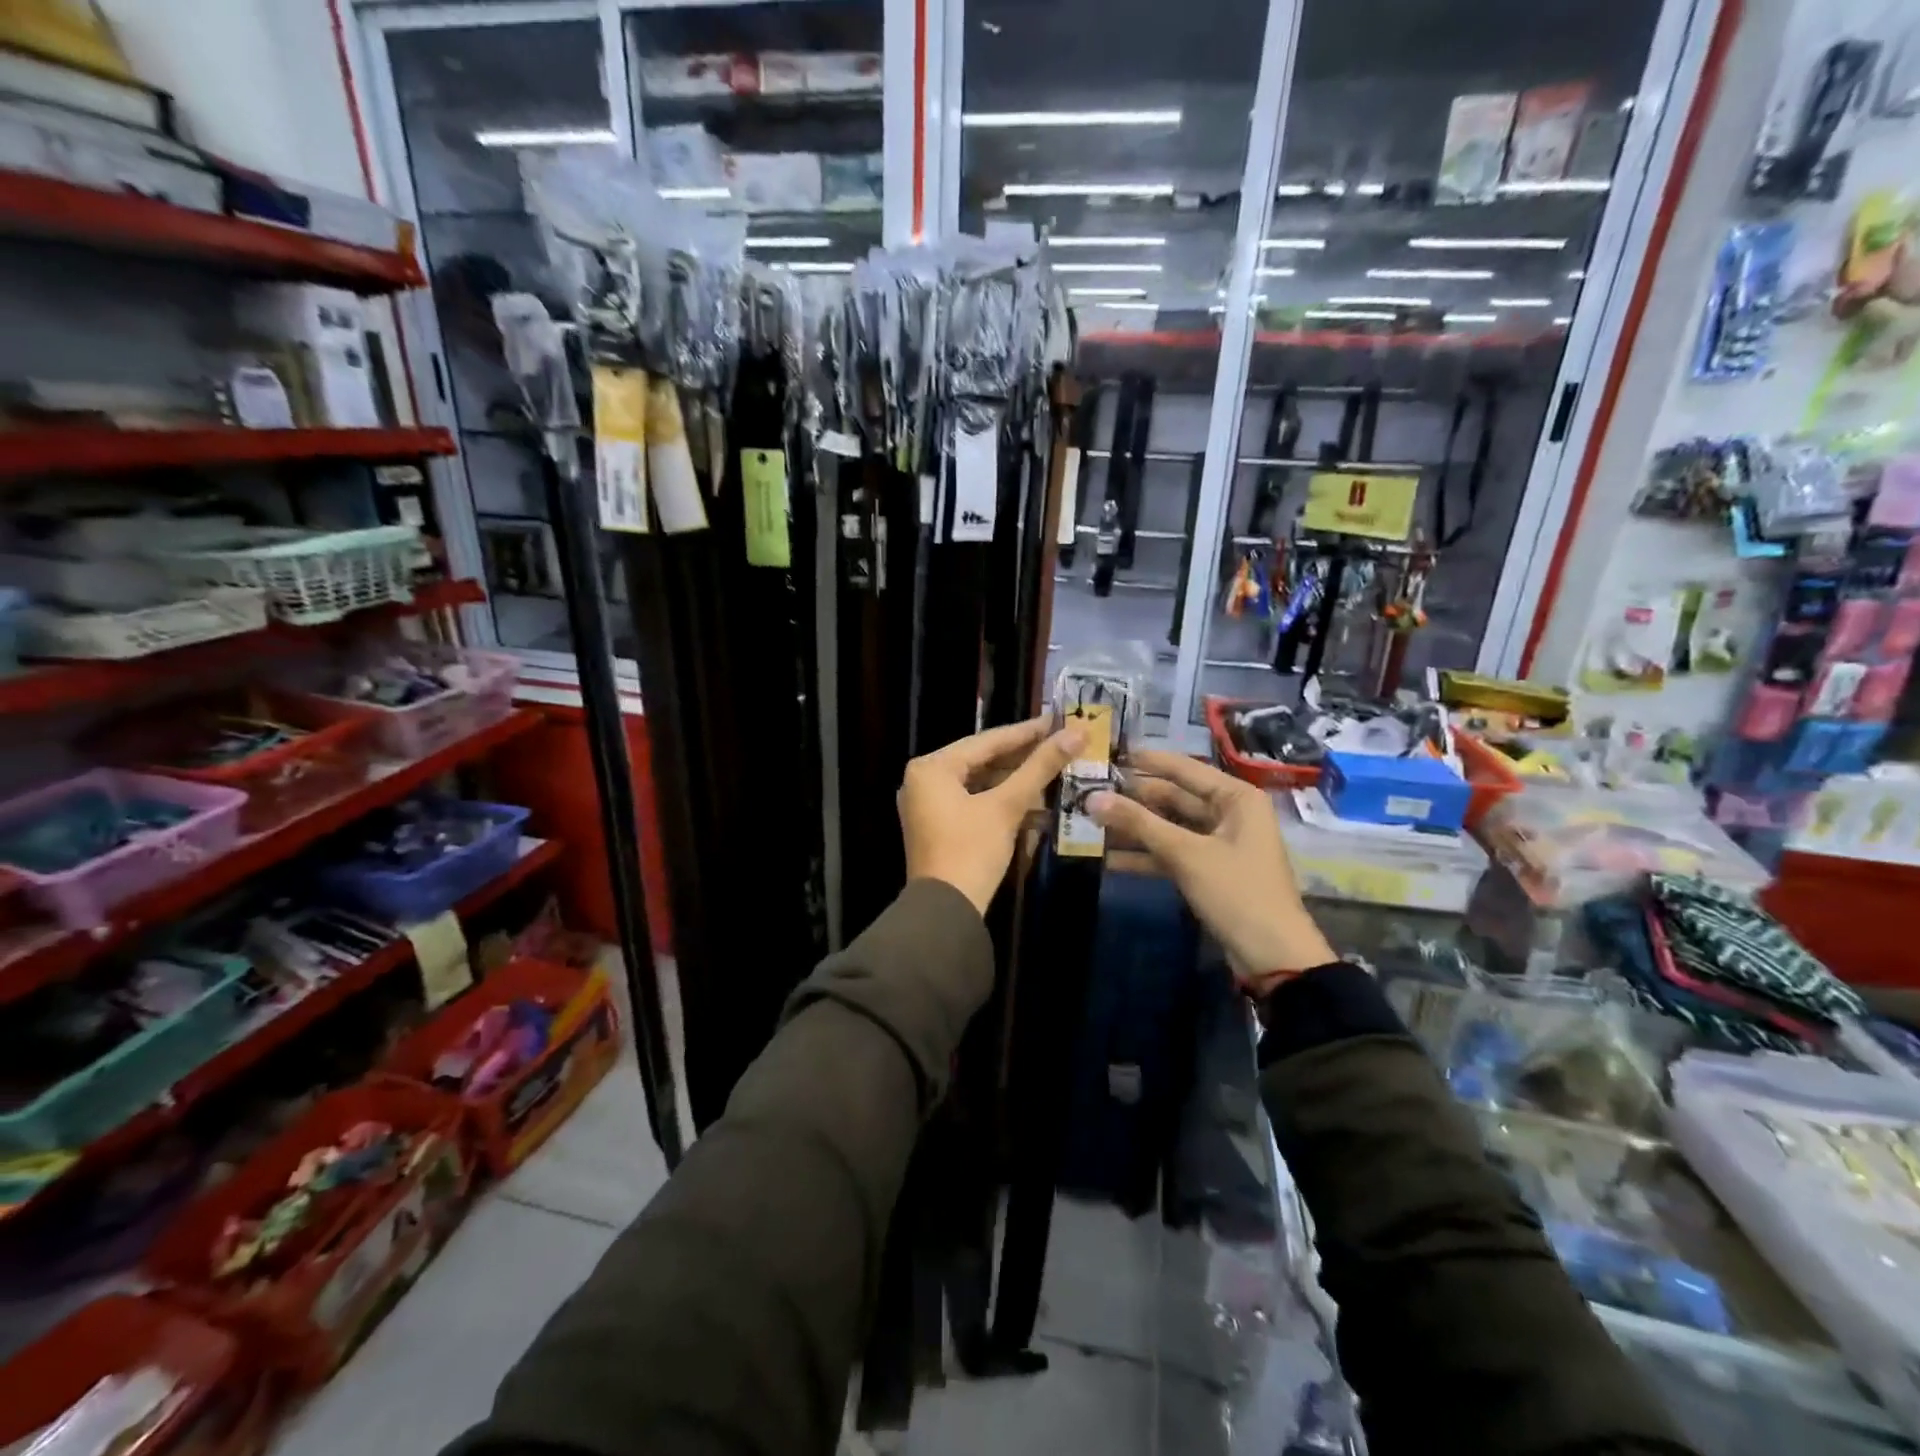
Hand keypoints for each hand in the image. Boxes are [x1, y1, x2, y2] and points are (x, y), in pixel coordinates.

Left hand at [900, 717, 1084, 914]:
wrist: (946, 912)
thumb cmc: (971, 850)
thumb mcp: (1006, 806)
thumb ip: (1040, 767)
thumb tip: (1076, 733)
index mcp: (931, 767)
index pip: (986, 741)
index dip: (1026, 732)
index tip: (1057, 721)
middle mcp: (923, 781)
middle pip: (982, 760)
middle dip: (1023, 757)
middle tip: (1060, 743)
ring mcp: (928, 806)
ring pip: (980, 783)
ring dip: (1015, 781)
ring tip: (1054, 769)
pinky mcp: (938, 827)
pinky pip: (974, 803)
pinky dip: (1001, 802)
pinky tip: (1034, 801)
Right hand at [1090, 750, 1334, 991]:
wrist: (1272, 955)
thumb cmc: (1236, 891)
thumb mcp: (1185, 853)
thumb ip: (1138, 823)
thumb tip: (1092, 798)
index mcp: (1236, 797)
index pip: (1184, 768)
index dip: (1147, 761)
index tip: (1110, 752)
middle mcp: (1230, 813)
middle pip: (1174, 797)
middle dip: (1134, 799)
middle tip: (1090, 793)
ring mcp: (1219, 843)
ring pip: (1170, 827)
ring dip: (1135, 828)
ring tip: (1092, 824)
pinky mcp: (1209, 870)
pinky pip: (1173, 853)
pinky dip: (1146, 855)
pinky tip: (1110, 858)